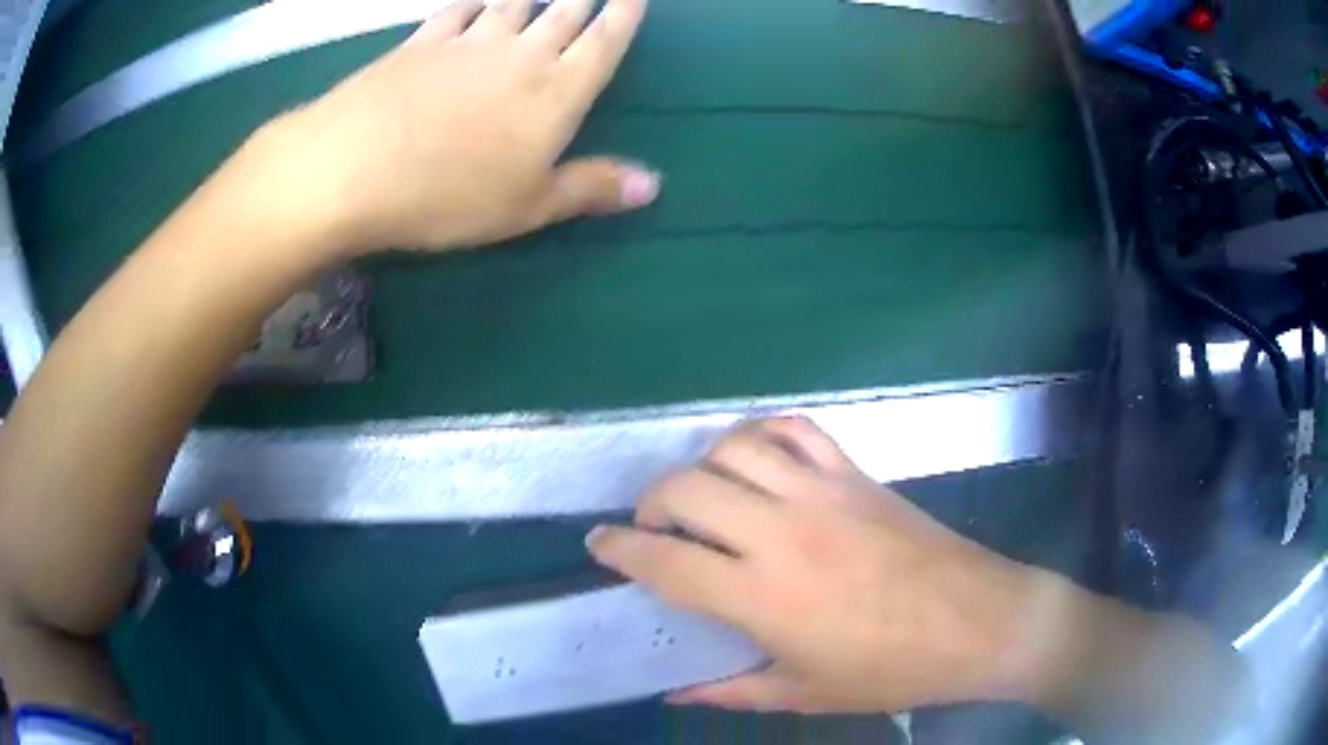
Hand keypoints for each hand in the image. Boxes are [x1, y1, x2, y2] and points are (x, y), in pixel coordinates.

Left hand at [263, 0, 658, 256]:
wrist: (353, 168)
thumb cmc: (448, 195)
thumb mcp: (526, 207)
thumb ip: (590, 188)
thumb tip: (654, 184)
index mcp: (556, 93)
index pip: (603, 43)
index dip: (622, 16)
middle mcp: (520, 55)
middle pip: (563, 14)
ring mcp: (467, 43)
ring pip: (512, 3)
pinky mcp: (420, 43)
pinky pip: (455, 10)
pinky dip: (470, 0)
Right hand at [586, 418, 1041, 713]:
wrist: (978, 622)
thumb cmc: (892, 669)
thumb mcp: (806, 693)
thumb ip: (733, 690)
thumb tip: (678, 692)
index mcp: (763, 596)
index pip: (666, 563)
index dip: (620, 550)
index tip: (598, 544)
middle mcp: (782, 533)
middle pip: (686, 490)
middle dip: (650, 502)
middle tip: (650, 525)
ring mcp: (822, 493)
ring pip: (733, 449)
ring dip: (700, 465)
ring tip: (700, 492)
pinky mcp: (855, 474)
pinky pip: (796, 430)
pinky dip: (763, 433)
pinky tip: (756, 455)